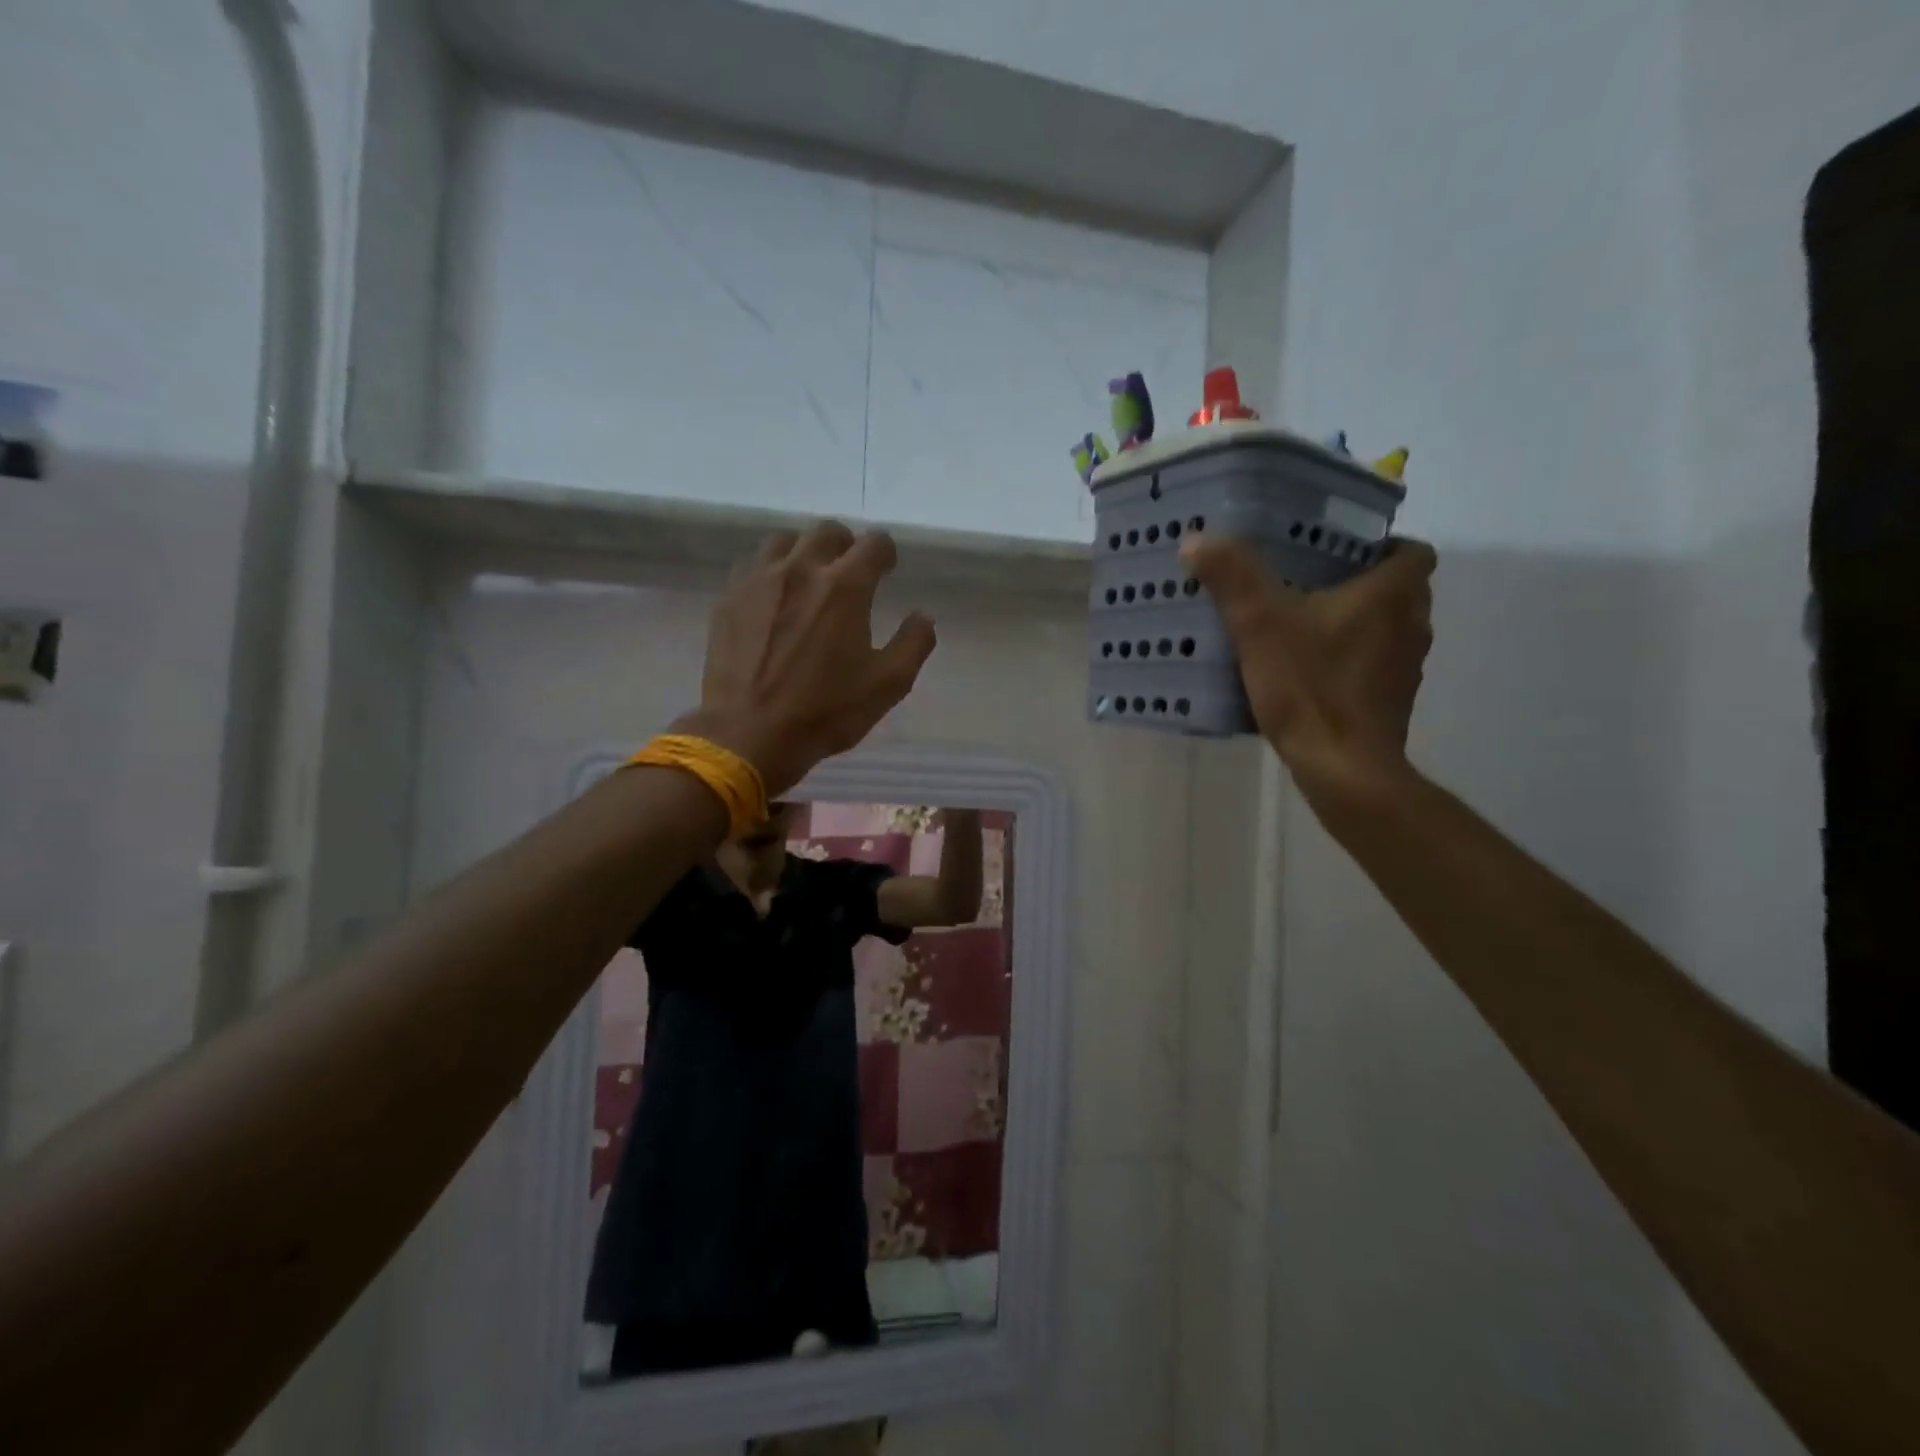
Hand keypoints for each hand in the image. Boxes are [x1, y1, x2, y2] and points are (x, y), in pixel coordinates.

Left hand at [683, 523, 937, 793]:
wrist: (749, 733)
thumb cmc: (826, 711)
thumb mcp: (888, 685)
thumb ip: (913, 644)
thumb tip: (923, 616)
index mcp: (845, 586)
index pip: (873, 543)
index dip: (886, 553)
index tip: (886, 569)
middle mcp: (801, 569)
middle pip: (827, 531)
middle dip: (845, 545)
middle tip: (848, 572)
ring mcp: (759, 580)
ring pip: (784, 540)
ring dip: (803, 552)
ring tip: (807, 579)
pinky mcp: (729, 598)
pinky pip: (752, 566)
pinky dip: (769, 572)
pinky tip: (773, 598)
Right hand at [1181, 533, 1436, 807]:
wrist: (1343, 768)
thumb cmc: (1310, 687)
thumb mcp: (1260, 625)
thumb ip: (1233, 578)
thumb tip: (1197, 538)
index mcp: (1392, 595)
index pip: (1413, 551)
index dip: (1383, 546)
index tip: (1341, 553)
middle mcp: (1412, 625)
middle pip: (1399, 590)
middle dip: (1361, 584)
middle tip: (1311, 584)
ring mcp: (1405, 668)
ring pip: (1388, 629)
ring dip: (1357, 624)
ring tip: (1305, 626)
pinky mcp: (1391, 702)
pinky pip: (1375, 665)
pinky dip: (1351, 661)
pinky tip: (1310, 672)